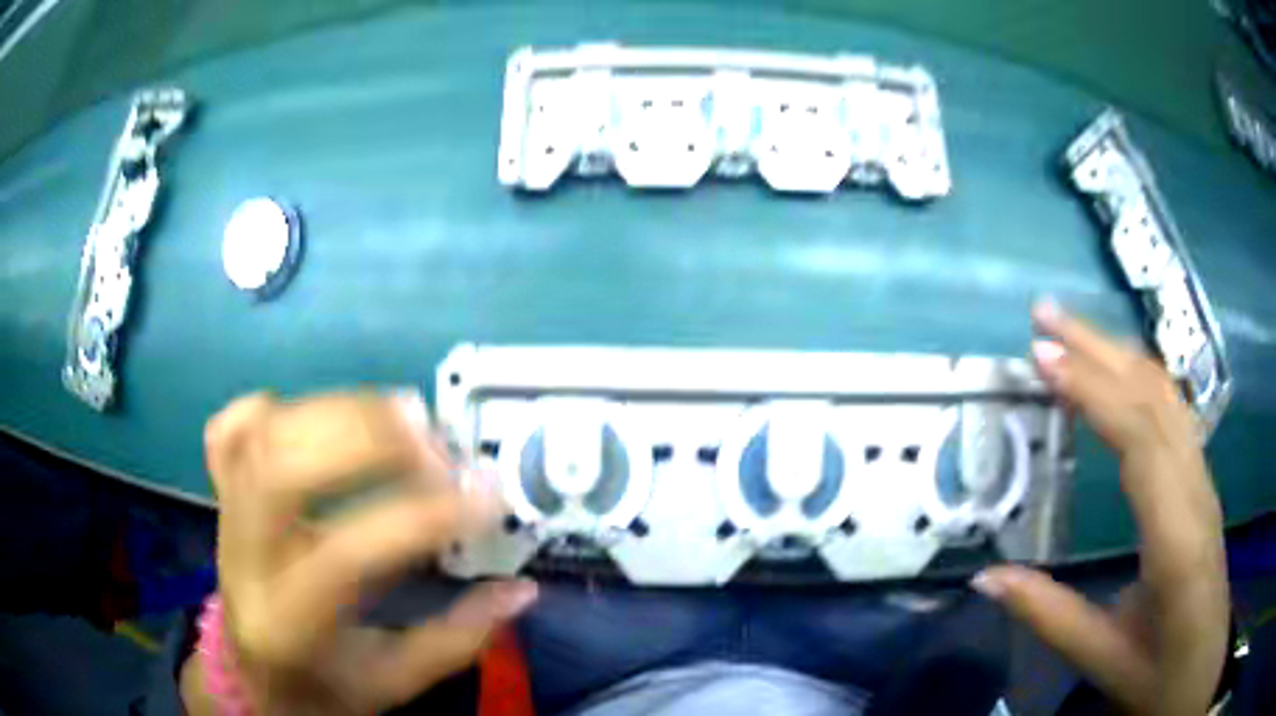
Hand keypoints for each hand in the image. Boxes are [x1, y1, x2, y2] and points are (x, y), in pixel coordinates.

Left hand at [182, 391, 537, 714]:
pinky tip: (314, 419)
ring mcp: (225, 516)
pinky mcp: (222, 494)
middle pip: (282, 469)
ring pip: (258, 435)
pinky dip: (271, 410)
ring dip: (335, 411)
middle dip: (364, 438)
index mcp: (290, 621)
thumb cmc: (324, 686)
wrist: (254, 675)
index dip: (420, 517)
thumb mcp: (393, 682)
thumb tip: (520, 590)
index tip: (485, 495)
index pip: (346, 554)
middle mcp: (246, 559)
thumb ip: (457, 641)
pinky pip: (228, 431)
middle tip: (432, 442)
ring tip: (399, 417)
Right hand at [972, 302, 1228, 715]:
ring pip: (1167, 395)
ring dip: (1119, 354)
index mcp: (1175, 537)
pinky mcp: (1202, 481)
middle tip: (1043, 316)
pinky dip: (1139, 379)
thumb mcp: (1103, 659)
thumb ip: (1049, 615)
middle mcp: (1196, 489)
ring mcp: (1203, 479)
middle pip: (1154, 396)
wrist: (1201, 670)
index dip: (1092, 390)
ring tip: (1071, 334)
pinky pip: (1173, 413)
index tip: (1040, 356)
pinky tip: (1116, 375)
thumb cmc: (1160, 673)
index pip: (1138, 439)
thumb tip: (985, 576)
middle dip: (1100, 347)